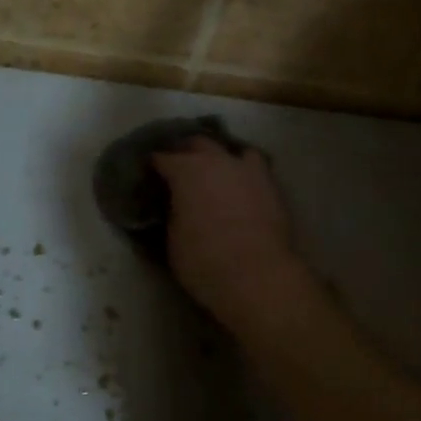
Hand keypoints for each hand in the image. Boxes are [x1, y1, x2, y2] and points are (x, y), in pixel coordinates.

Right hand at [152, 137, 307, 330]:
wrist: (258, 276)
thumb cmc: (204, 261)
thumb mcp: (173, 239)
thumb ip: (172, 213)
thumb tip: (174, 206)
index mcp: (187, 171)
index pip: (163, 158)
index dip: (154, 165)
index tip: (149, 174)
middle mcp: (218, 161)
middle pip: (198, 144)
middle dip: (186, 152)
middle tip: (179, 167)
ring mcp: (249, 171)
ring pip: (233, 151)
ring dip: (221, 158)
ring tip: (216, 173)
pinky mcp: (272, 187)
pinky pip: (255, 170)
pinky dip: (245, 174)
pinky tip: (241, 187)